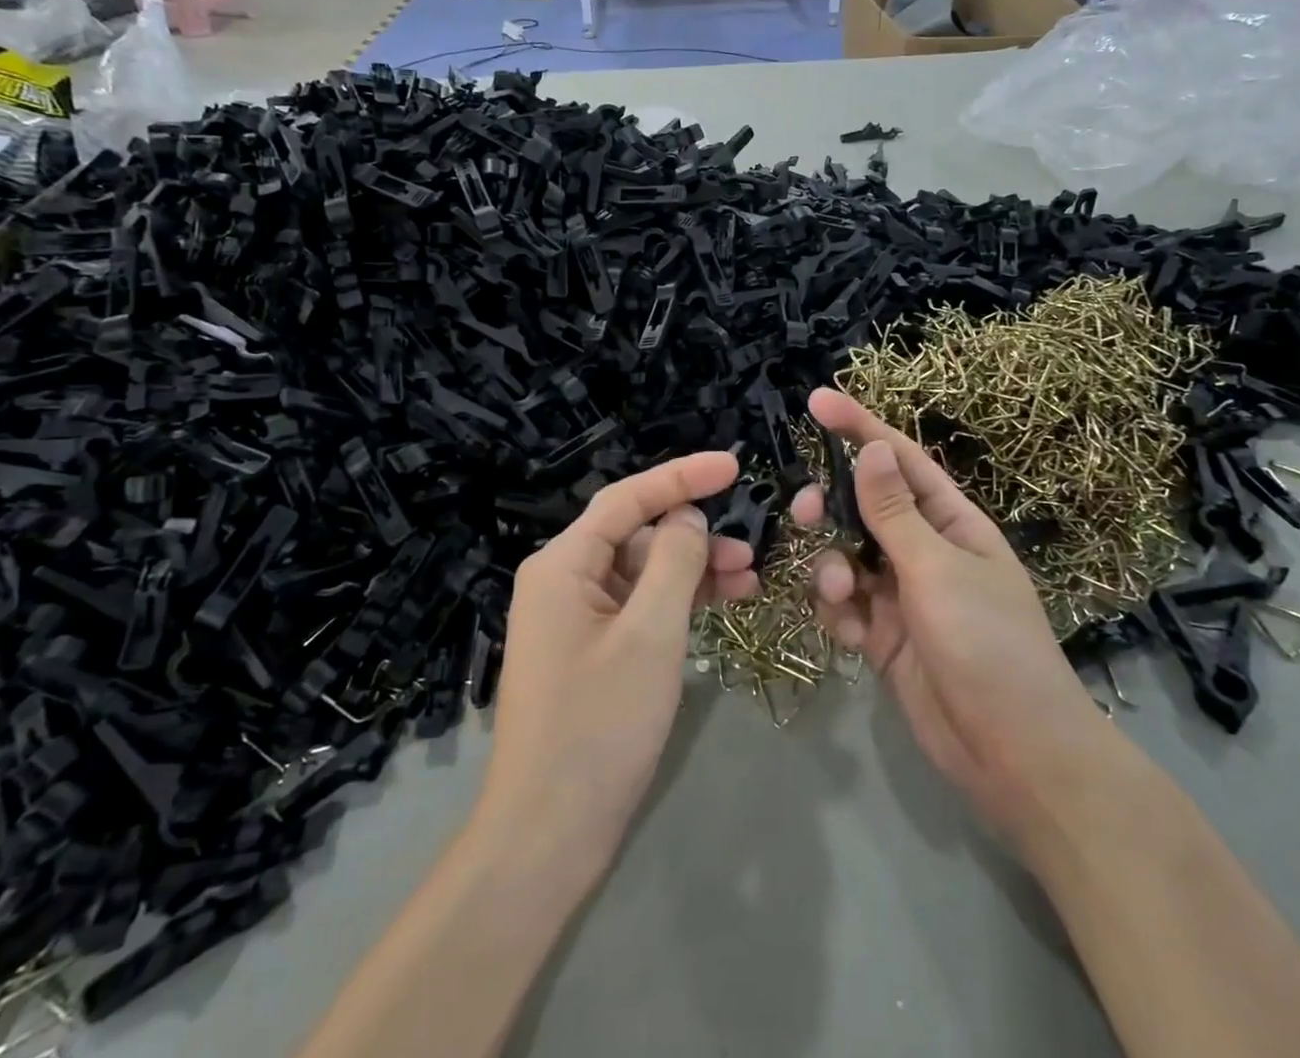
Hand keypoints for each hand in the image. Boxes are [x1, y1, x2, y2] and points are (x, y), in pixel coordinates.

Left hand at [477, 453, 758, 878]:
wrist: (548, 834)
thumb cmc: (598, 725)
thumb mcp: (650, 635)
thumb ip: (674, 563)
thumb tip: (688, 519)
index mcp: (563, 564)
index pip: (627, 499)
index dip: (682, 476)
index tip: (733, 465)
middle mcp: (563, 580)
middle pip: (636, 535)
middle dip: (694, 536)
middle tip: (752, 548)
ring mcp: (575, 618)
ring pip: (643, 573)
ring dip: (693, 572)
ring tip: (749, 581)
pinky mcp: (590, 651)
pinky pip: (639, 608)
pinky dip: (678, 604)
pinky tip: (720, 607)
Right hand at [794, 390, 1108, 844]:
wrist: (1015, 757)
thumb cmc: (988, 646)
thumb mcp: (937, 570)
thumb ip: (894, 512)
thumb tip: (870, 447)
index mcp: (952, 523)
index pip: (900, 459)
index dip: (859, 426)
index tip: (816, 400)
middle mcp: (926, 550)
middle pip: (864, 506)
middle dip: (831, 505)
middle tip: (805, 510)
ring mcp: (904, 594)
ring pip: (847, 556)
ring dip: (832, 567)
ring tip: (841, 593)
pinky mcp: (886, 635)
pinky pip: (847, 604)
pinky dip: (839, 611)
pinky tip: (849, 633)